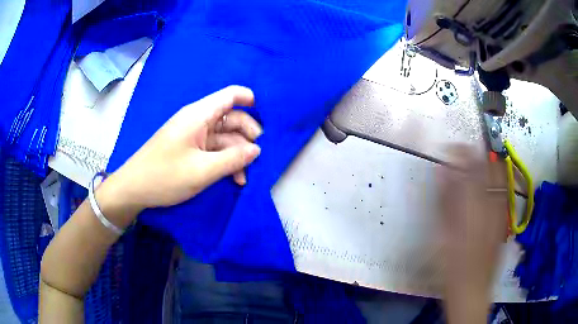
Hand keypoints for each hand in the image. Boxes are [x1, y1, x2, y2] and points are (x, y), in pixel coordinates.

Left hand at [101, 85, 261, 215]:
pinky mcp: (190, 149)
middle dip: (247, 135)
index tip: (266, 120)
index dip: (250, 101)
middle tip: (258, 156)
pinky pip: (214, 149)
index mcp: (199, 115)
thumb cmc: (165, 176)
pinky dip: (225, 161)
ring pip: (224, 137)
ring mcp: (194, 135)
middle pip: (231, 118)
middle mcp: (197, 120)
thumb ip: (233, 159)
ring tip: (245, 176)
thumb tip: (257, 150)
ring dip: (237, 154)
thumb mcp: (202, 171)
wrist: (134, 188)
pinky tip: (234, 178)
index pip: (230, 95)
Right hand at [438, 145, 506, 323]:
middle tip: (462, 153)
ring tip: (474, 164)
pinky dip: (494, 181)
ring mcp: (500, 212)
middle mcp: (491, 204)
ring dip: (486, 165)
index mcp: (475, 207)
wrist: (472, 290)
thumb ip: (445, 200)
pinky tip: (486, 186)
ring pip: (498, 177)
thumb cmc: (452, 267)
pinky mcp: (503, 220)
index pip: (471, 167)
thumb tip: (442, 170)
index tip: (448, 148)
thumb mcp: (442, 235)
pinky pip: (502, 192)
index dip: (460, 152)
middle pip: (489, 168)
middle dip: (475, 154)